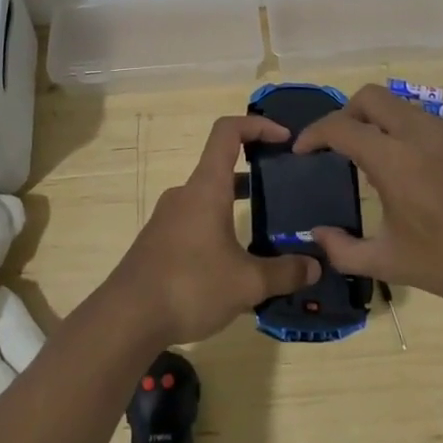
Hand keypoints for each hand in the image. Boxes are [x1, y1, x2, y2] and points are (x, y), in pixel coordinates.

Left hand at [106, 115, 320, 344]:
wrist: (127, 317)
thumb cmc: (189, 286)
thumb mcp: (247, 283)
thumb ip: (284, 272)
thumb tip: (315, 265)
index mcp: (206, 188)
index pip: (228, 132)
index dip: (257, 125)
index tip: (285, 139)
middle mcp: (185, 194)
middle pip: (222, 167)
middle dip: (255, 175)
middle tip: (284, 194)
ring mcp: (168, 217)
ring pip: (209, 199)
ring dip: (237, 207)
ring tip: (266, 235)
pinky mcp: (159, 241)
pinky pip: (196, 222)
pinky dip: (219, 229)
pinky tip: (234, 265)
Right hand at [295, 85, 442, 308]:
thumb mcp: (390, 263)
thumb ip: (343, 250)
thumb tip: (316, 235)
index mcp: (394, 159)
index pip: (341, 127)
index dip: (314, 134)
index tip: (302, 151)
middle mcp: (419, 133)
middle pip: (370, 96)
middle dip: (345, 113)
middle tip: (337, 145)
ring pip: (401, 105)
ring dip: (378, 120)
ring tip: (373, 157)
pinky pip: (427, 121)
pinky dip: (406, 131)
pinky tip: (412, 168)